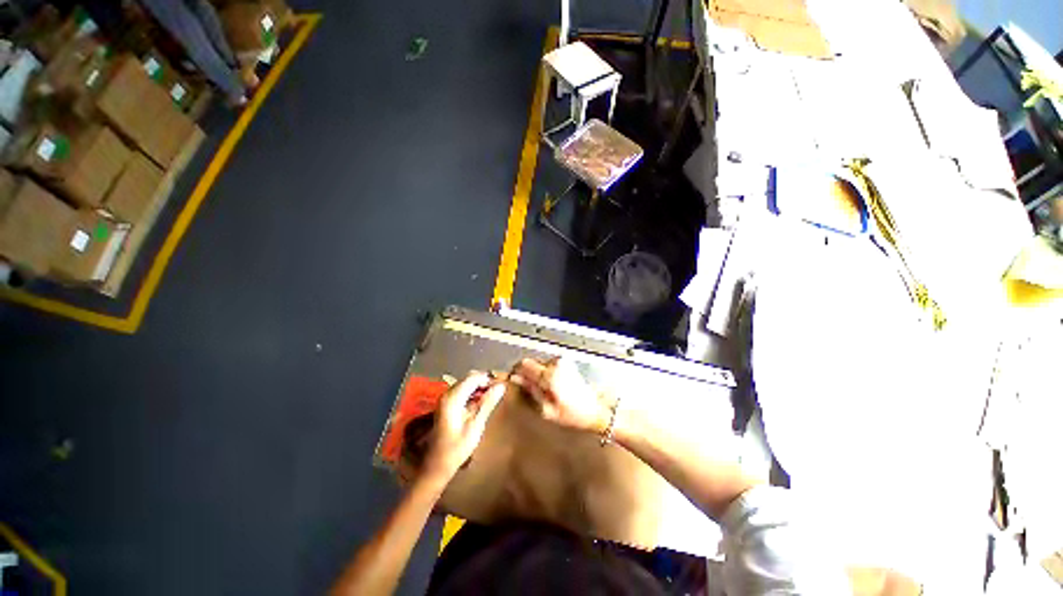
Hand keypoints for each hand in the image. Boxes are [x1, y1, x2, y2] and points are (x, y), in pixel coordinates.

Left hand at [421, 372, 505, 484]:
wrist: (437, 465)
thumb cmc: (457, 448)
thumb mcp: (476, 425)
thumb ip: (487, 403)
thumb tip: (501, 386)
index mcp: (453, 397)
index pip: (474, 378)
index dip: (489, 379)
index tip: (502, 386)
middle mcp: (447, 394)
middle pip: (469, 379)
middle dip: (484, 382)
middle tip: (498, 391)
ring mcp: (445, 399)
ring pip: (466, 384)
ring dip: (479, 387)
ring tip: (493, 396)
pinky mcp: (446, 405)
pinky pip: (462, 391)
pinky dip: (473, 393)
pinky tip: (481, 403)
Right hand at [511, 358, 609, 432]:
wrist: (595, 411)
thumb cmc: (572, 414)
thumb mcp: (546, 409)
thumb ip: (530, 390)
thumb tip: (516, 379)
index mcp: (549, 375)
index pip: (524, 364)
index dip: (517, 372)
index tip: (515, 381)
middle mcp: (556, 364)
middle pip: (532, 363)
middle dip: (529, 375)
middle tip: (531, 391)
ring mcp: (563, 362)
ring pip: (540, 364)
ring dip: (538, 375)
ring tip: (544, 391)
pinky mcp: (567, 364)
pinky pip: (549, 366)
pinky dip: (547, 374)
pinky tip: (552, 387)